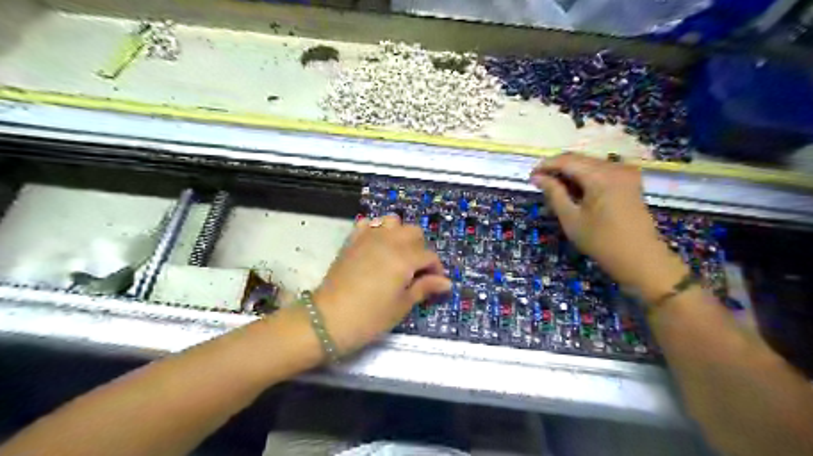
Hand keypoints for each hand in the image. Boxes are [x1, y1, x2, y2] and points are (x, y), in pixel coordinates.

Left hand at [312, 217, 451, 355]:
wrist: (328, 319)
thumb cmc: (370, 317)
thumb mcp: (402, 305)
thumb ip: (425, 288)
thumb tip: (446, 283)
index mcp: (405, 258)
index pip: (429, 256)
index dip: (436, 269)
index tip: (434, 283)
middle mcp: (389, 241)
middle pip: (414, 232)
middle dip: (420, 248)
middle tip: (415, 270)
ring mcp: (368, 237)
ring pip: (393, 222)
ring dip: (400, 234)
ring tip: (397, 255)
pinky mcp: (352, 240)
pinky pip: (368, 224)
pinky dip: (377, 230)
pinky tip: (376, 246)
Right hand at [531, 154, 688, 301]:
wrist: (640, 258)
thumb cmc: (601, 241)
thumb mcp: (571, 218)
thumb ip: (554, 193)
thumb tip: (537, 177)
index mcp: (601, 176)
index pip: (567, 160)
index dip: (546, 165)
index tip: (530, 177)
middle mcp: (615, 167)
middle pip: (579, 159)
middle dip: (557, 169)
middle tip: (540, 184)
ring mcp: (625, 172)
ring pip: (589, 164)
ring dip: (570, 173)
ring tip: (554, 189)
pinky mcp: (629, 180)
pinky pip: (600, 171)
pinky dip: (584, 178)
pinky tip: (574, 191)